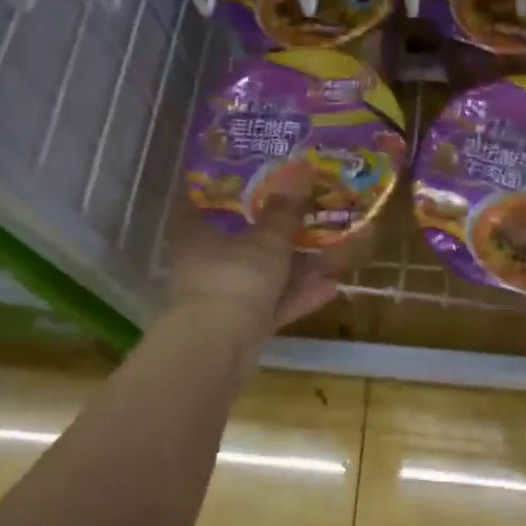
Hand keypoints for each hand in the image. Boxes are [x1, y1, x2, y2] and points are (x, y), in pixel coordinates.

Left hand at [165, 198, 339, 346]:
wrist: (219, 347)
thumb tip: (296, 177)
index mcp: (195, 235)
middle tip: (307, 222)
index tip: (256, 186)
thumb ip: (283, 214)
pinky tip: (330, 289)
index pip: (205, 206)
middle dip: (276, 236)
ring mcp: (221, 299)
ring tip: (331, 255)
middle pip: (240, 244)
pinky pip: (270, 306)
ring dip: (293, 269)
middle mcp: (203, 265)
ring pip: (260, 278)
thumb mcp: (267, 240)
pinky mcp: (238, 328)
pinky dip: (295, 297)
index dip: (229, 195)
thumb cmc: (235, 277)